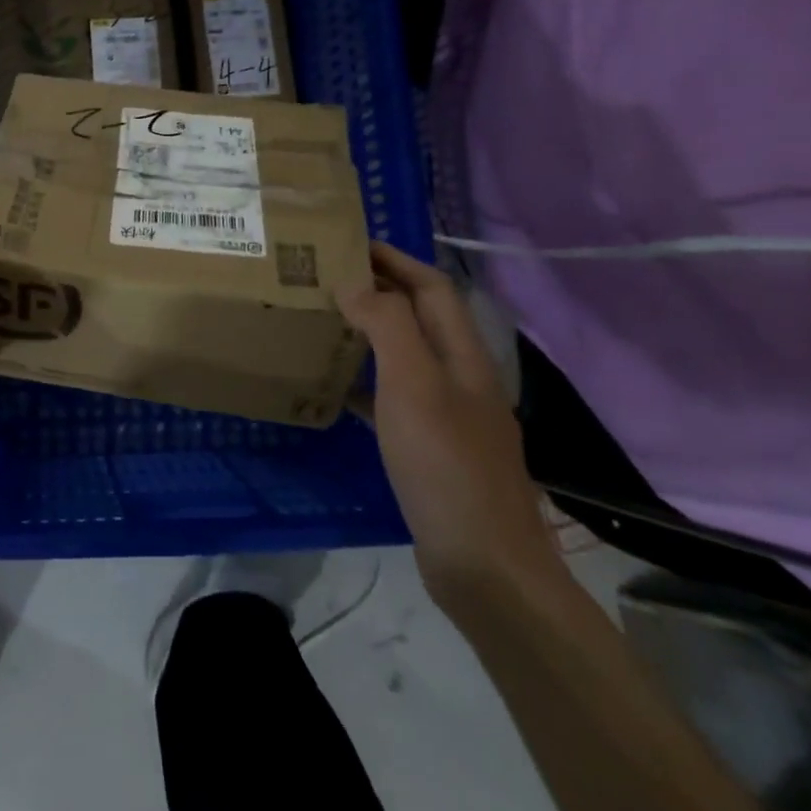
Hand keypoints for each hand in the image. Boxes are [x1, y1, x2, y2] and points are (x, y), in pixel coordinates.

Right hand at [337, 242, 563, 616]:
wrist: (486, 568)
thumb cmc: (446, 466)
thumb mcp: (414, 385)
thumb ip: (388, 325)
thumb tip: (354, 282)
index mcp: (464, 357)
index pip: (432, 288)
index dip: (396, 260)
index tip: (350, 242)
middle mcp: (462, 379)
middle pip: (421, 319)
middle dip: (380, 290)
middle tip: (326, 278)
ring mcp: (450, 417)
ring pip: (406, 357)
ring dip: (370, 333)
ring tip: (325, 322)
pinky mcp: (433, 451)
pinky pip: (394, 399)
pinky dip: (365, 383)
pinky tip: (334, 390)